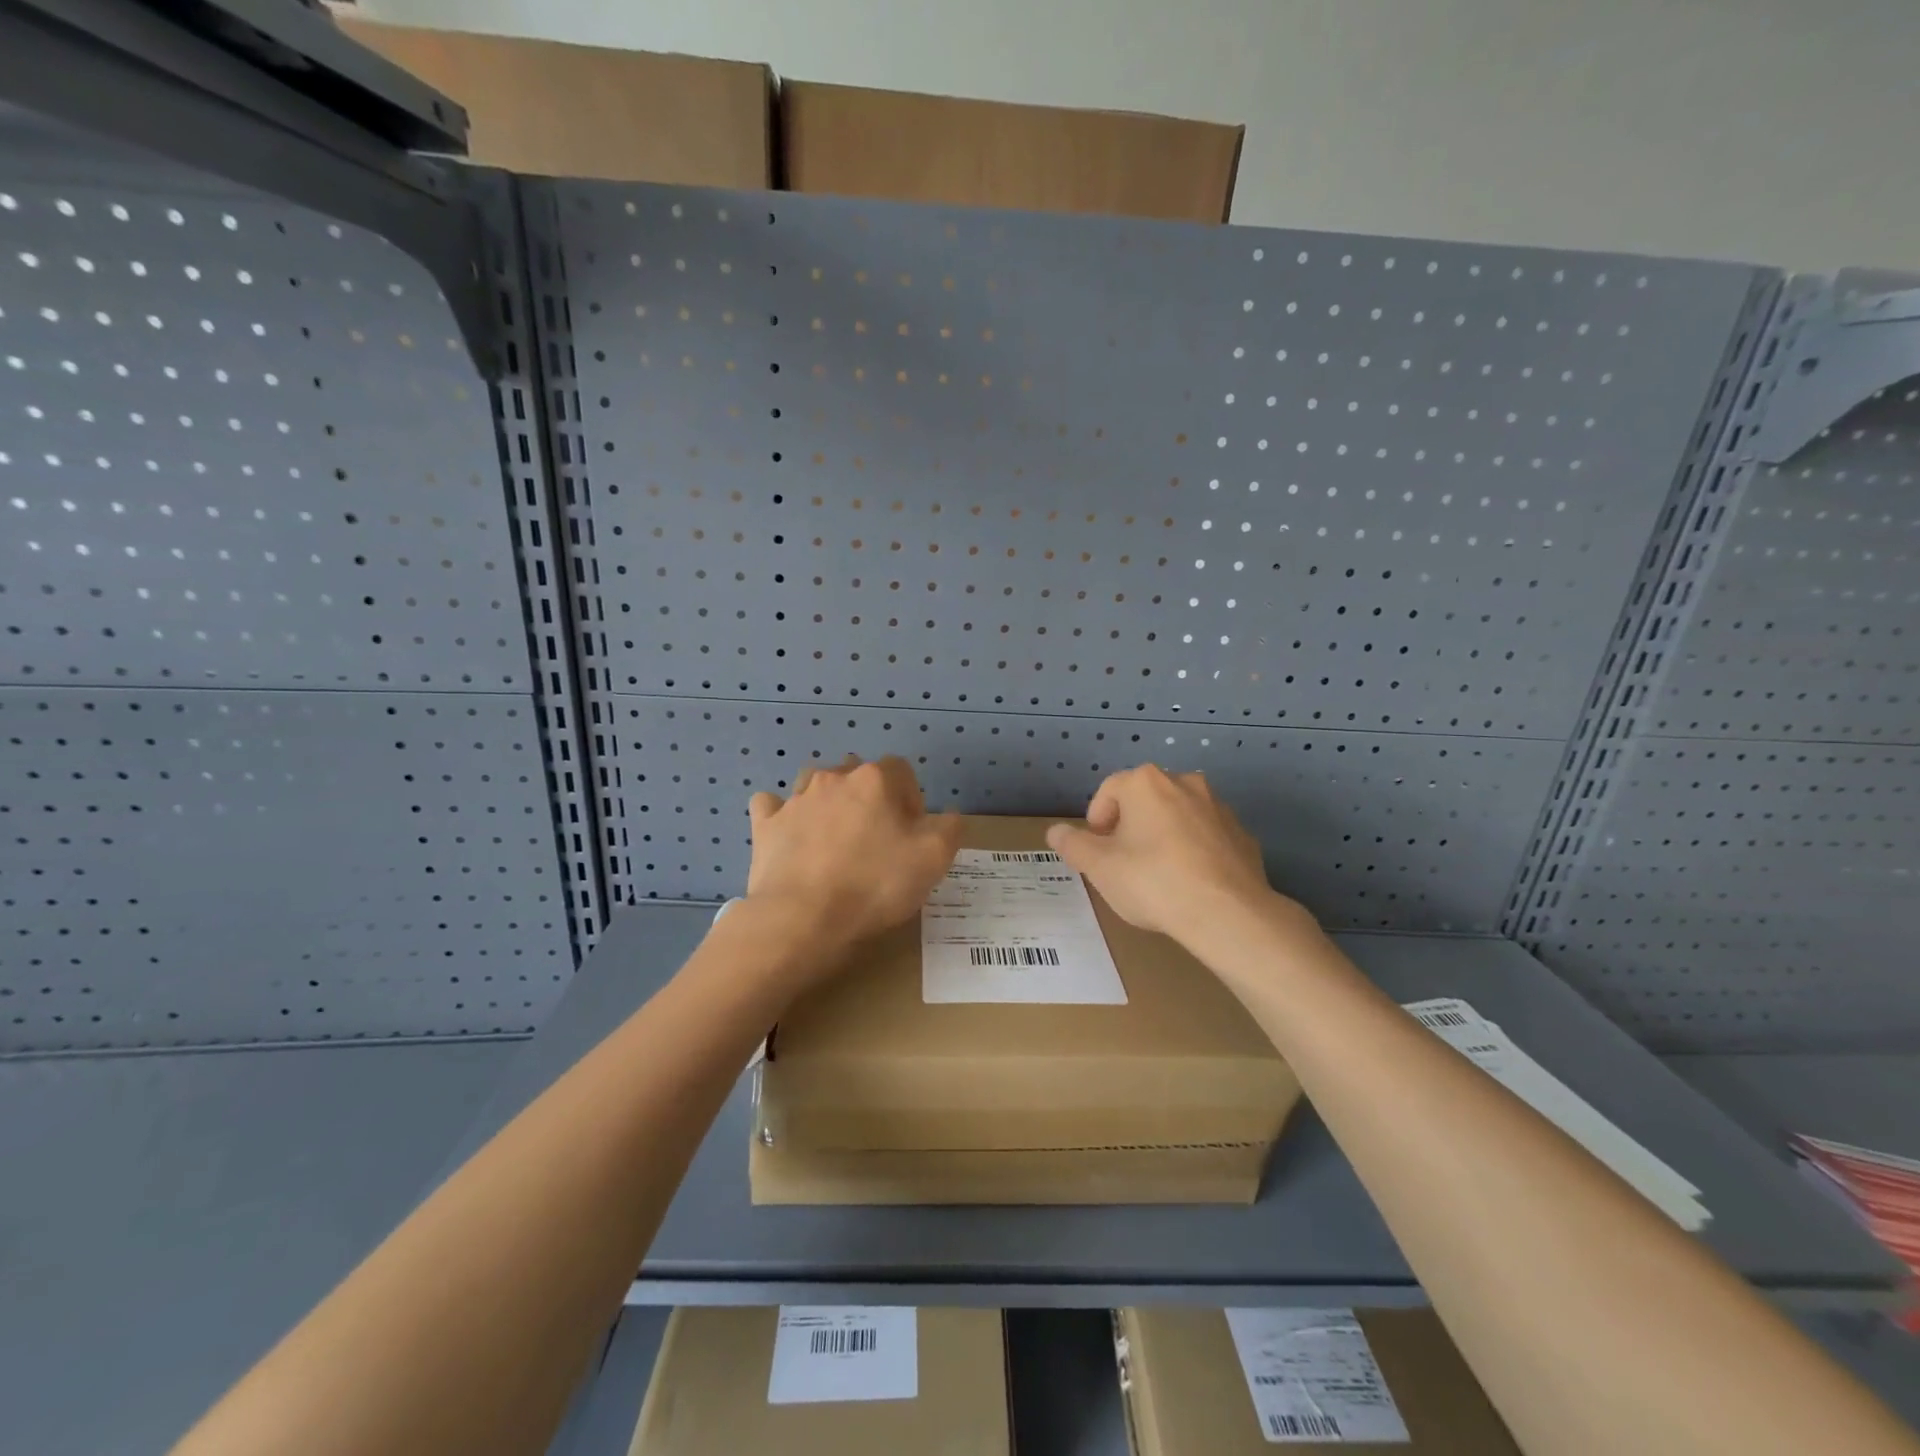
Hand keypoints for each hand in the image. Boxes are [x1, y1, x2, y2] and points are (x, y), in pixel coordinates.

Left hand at [745, 756, 962, 954]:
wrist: (803, 918)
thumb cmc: (875, 884)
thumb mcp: (934, 859)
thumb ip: (950, 828)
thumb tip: (948, 816)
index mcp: (875, 779)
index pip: (902, 771)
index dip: (911, 799)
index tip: (912, 835)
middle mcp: (833, 778)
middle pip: (858, 775)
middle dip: (870, 799)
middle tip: (877, 840)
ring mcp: (795, 800)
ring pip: (815, 783)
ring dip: (828, 801)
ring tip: (835, 836)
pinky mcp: (766, 825)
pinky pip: (772, 807)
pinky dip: (781, 815)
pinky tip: (789, 835)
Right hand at [1047, 764, 1298, 945]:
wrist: (1228, 914)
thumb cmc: (1153, 881)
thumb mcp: (1099, 867)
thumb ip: (1073, 845)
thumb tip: (1055, 832)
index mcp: (1146, 783)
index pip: (1109, 790)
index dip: (1096, 820)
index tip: (1097, 850)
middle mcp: (1185, 782)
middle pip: (1145, 799)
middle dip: (1130, 826)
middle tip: (1123, 862)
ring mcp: (1219, 807)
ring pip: (1179, 815)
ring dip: (1163, 835)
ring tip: (1158, 874)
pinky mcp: (1243, 835)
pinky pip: (1207, 837)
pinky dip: (1195, 851)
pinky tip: (1190, 883)